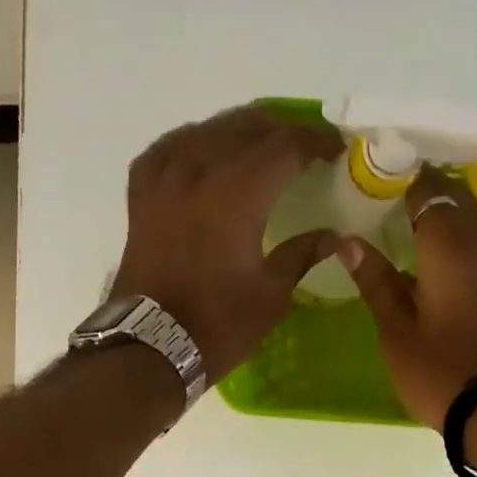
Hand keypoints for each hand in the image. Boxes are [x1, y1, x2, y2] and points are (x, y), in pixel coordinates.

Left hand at [111, 105, 345, 380]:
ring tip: (256, 145)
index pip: (286, 145)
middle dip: (280, 130)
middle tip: (302, 145)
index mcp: (239, 193)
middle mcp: (199, 172)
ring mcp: (164, 182)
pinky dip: (188, 145)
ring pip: (204, 132)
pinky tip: (198, 154)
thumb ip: (302, 256)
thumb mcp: (271, 296)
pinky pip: (165, 152)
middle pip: (245, 128)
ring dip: (236, 132)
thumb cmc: (217, 326)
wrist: (151, 348)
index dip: (316, 140)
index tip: (335, 150)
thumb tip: (336, 237)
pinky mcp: (141, 199)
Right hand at [343, 169, 476, 428]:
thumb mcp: (395, 329)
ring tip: (403, 227)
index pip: (429, 189)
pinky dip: (454, 244)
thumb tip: (349, 242)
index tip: (377, 174)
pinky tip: (429, 263)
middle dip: (425, 192)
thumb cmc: (438, 368)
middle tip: (387, 199)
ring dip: (441, 218)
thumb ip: (375, 281)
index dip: (404, 176)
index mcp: (449, 246)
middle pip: (456, 199)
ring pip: (471, 224)